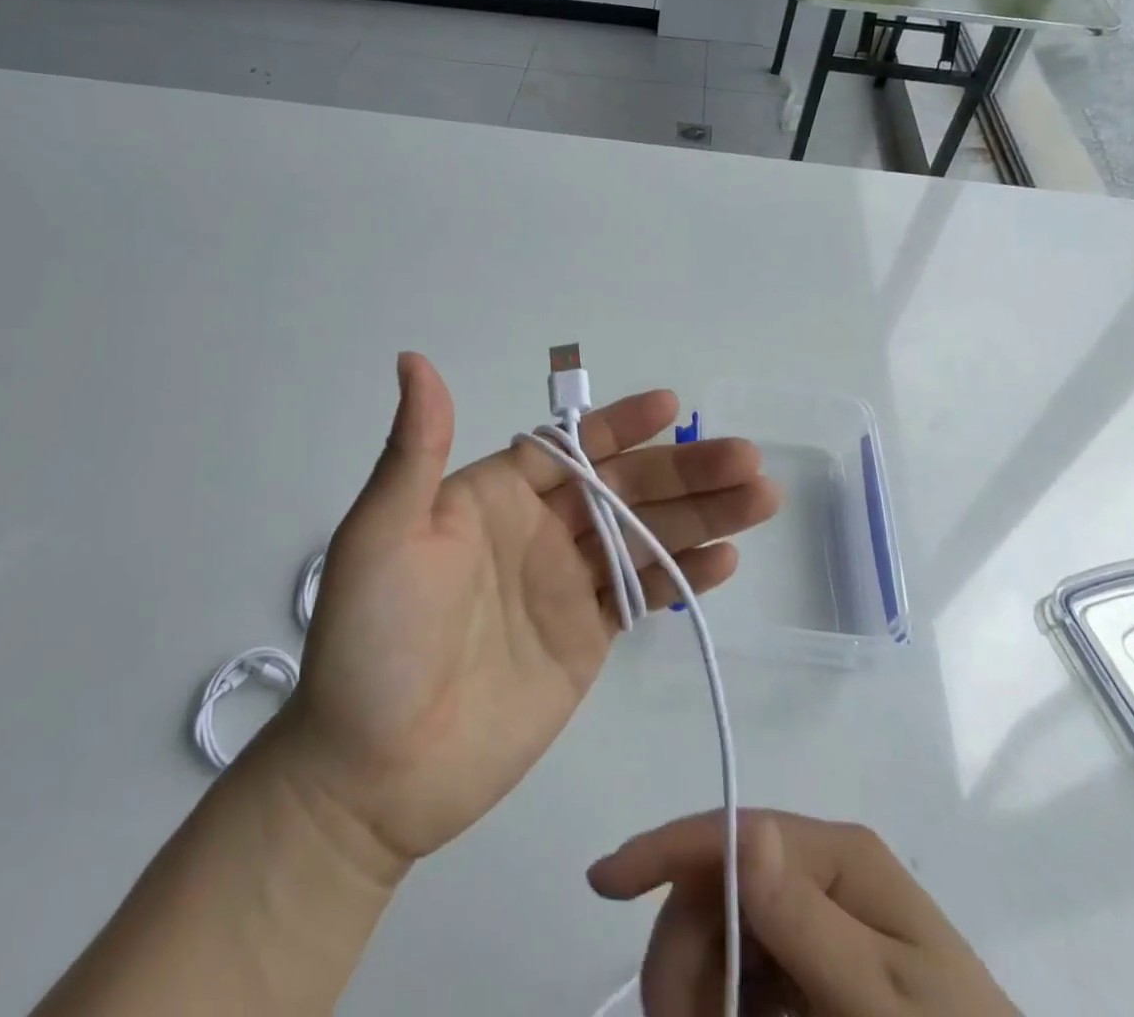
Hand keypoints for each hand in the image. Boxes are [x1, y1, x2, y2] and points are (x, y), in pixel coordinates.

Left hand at [269, 353, 779, 867]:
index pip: (569, 445)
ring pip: (644, 536)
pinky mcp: (585, 638)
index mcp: (495, 494)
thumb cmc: (373, 639)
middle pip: (622, 488)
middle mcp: (537, 528)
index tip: (670, 407)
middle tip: (747, 459)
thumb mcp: (383, 532)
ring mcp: (564, 584)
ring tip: (761, 496)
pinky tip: (727, 558)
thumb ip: (414, 449)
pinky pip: (642, 595)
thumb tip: (413, 360)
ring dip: (702, 516)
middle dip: (684, 471)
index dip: (619, 426)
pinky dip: (685, 575)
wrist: (373, 773)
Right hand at [588, 810, 1018, 1016]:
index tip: (601, 884)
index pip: (731, 832)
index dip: (662, 850)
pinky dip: (724, 1001)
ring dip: (698, 984)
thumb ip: (809, 924)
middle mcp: (822, 871)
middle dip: (684, 953)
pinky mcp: (816, 968)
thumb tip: (745, 832)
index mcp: (838, 857)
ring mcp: (817, 920)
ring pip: (724, 932)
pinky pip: (748, 972)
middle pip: (718, 887)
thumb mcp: (883, 1009)